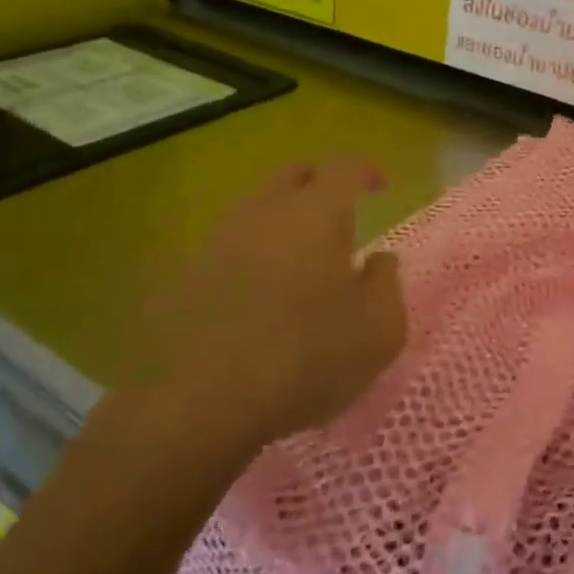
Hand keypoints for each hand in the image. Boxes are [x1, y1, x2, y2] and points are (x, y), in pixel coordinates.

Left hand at [145, 158, 405, 451]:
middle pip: (291, 175)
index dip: (365, 170)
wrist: (199, 405)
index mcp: (316, 214)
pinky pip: (229, 249)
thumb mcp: (379, 330)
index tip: (380, 186)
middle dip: (319, 183)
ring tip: (300, 257)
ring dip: (282, 220)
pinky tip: (259, 295)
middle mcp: (264, 214)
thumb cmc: (307, 358)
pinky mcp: (186, 278)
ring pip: (255, 209)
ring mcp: (218, 243)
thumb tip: (378, 260)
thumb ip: (387, 283)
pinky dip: (252, 256)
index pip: (344, 168)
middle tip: (339, 211)